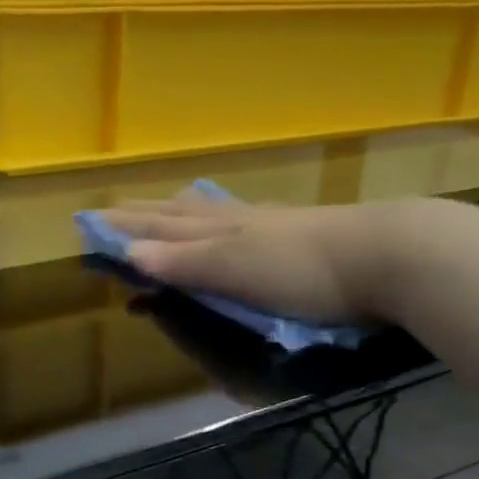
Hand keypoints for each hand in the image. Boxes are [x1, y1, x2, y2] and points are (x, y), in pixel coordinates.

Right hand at [101, 196, 413, 324]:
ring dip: (180, 214)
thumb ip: (186, 263)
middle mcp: (238, 221)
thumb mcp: (236, 270)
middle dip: (146, 215)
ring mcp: (270, 224)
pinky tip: (232, 220)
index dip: (126, 227)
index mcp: (219, 232)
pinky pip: (241, 222)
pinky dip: (219, 221)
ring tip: (165, 208)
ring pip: (212, 215)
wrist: (387, 255)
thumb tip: (129, 252)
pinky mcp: (299, 234)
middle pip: (182, 215)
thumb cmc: (303, 270)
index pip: (160, 227)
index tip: (92, 222)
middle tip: (116, 210)